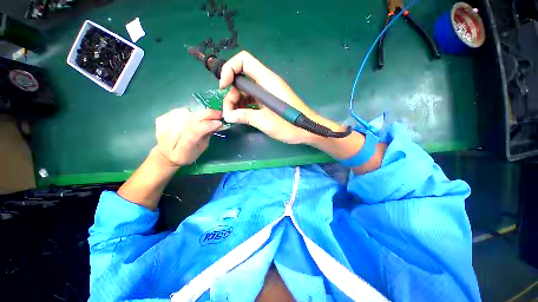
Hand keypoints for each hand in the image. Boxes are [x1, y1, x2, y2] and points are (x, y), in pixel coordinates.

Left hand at [154, 108, 222, 166]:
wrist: (166, 155)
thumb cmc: (187, 154)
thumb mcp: (201, 149)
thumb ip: (207, 136)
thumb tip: (217, 123)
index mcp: (181, 150)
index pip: (194, 133)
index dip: (208, 125)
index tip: (220, 122)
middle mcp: (169, 137)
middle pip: (189, 120)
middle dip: (207, 115)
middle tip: (218, 114)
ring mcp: (163, 126)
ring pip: (185, 113)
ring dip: (197, 114)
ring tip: (202, 120)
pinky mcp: (160, 119)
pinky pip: (179, 111)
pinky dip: (188, 113)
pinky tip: (189, 120)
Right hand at [220, 51, 344, 143]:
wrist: (307, 130)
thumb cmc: (289, 125)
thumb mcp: (265, 122)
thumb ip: (245, 116)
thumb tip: (228, 116)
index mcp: (267, 81)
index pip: (244, 60)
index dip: (230, 69)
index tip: (223, 87)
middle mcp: (266, 83)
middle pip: (241, 78)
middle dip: (231, 94)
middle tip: (229, 113)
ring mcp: (267, 92)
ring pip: (245, 90)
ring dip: (236, 102)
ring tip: (234, 117)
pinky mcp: (268, 101)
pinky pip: (252, 99)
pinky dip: (244, 106)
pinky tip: (241, 116)